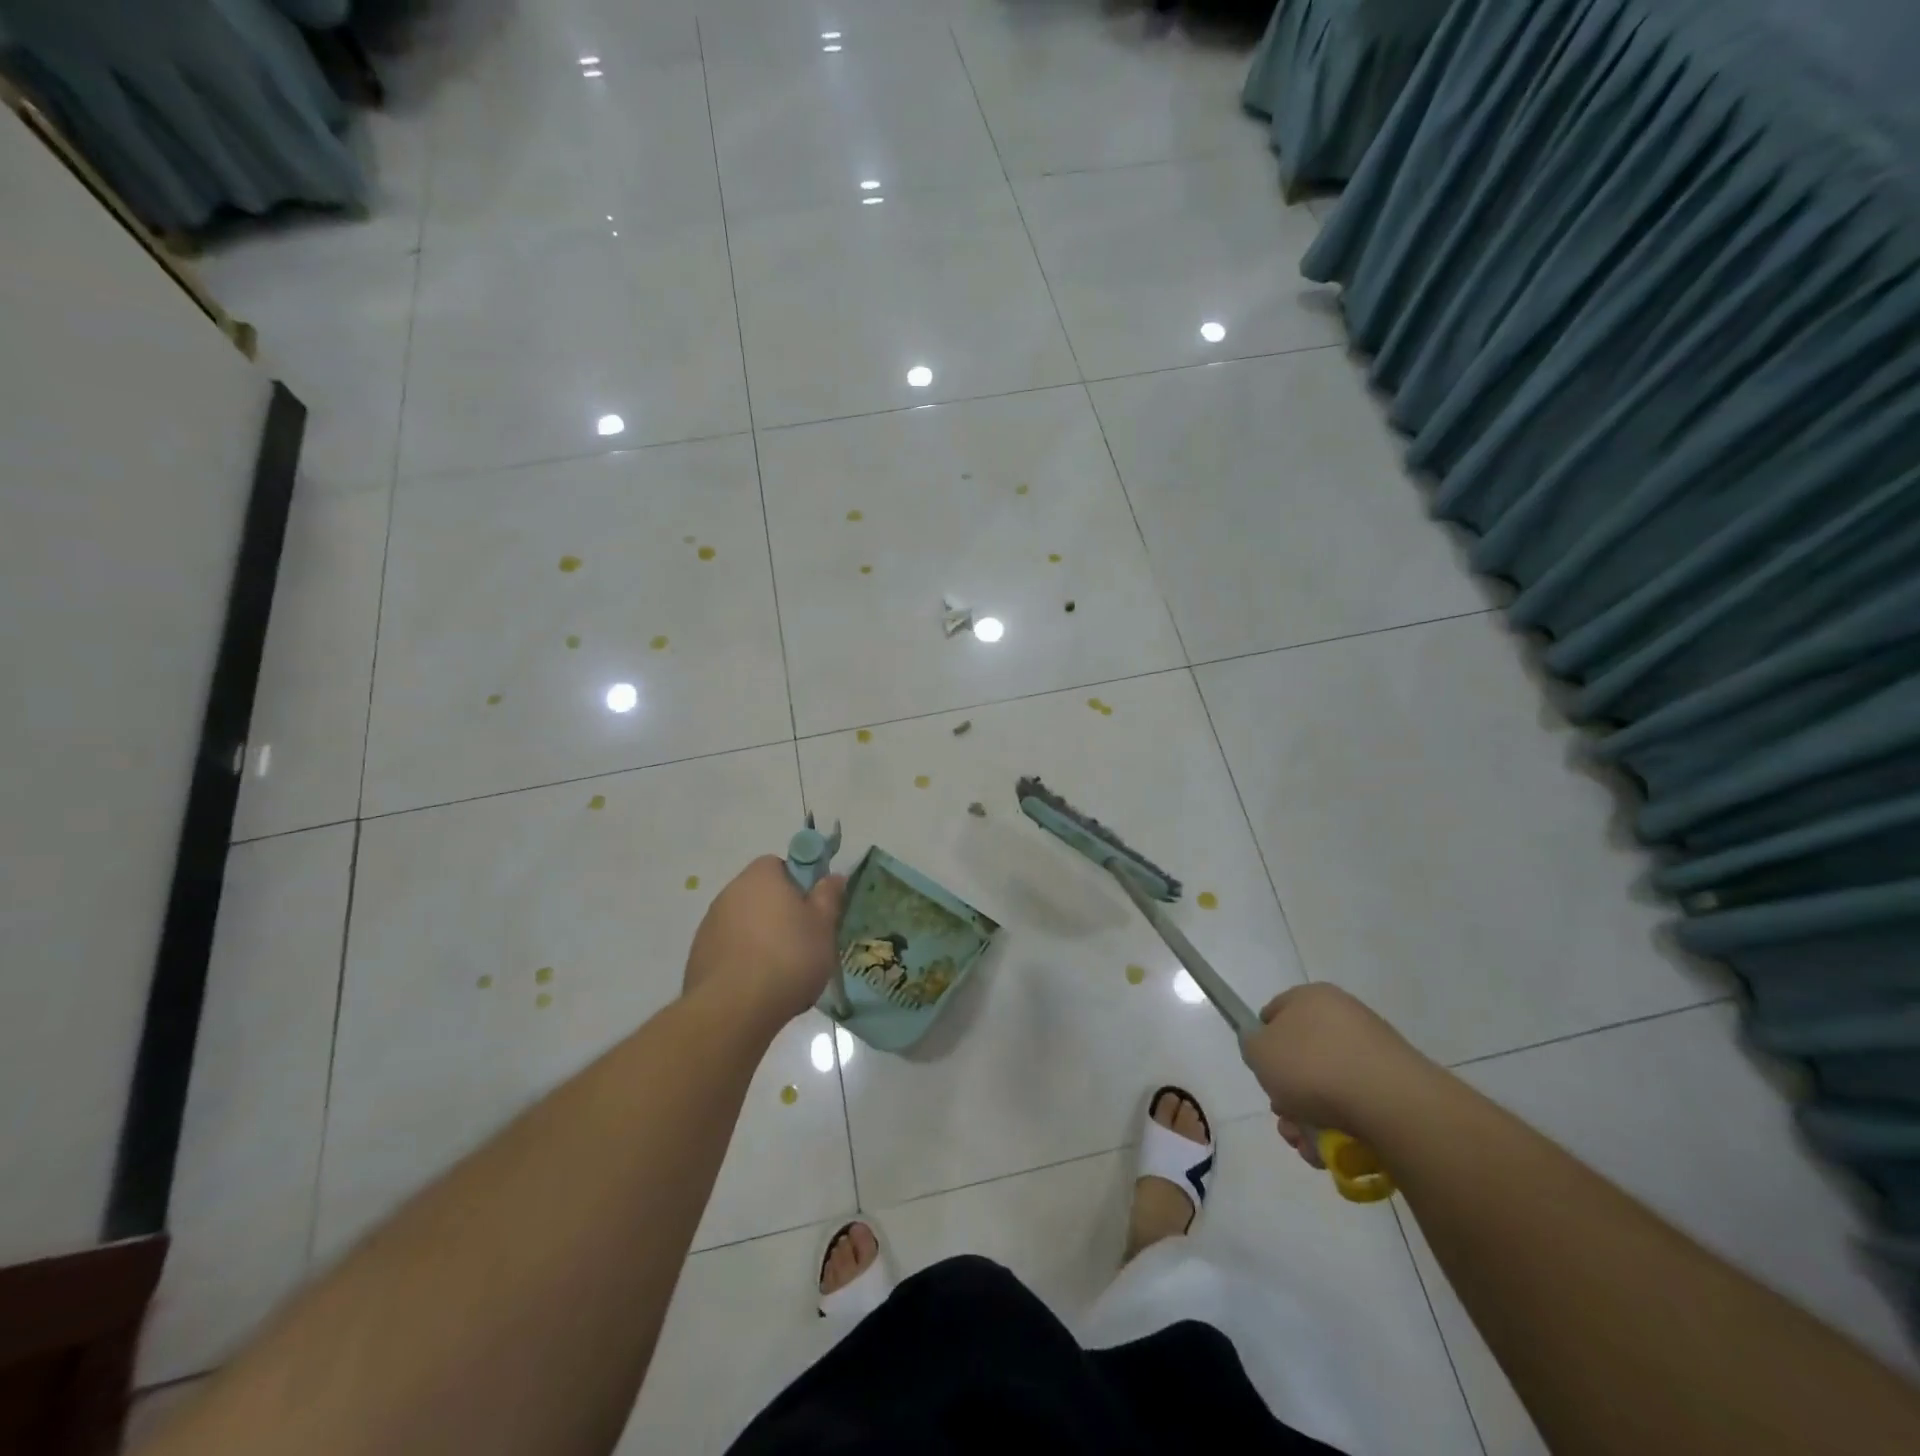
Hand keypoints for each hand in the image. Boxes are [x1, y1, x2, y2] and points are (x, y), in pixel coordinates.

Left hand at [684, 856, 845, 1030]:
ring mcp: (709, 924)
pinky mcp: (698, 955)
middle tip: (802, 940)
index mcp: (761, 876)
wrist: (733, 1009)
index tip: (810, 910)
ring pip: (743, 923)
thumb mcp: (824, 926)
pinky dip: (741, 960)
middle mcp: (730, 892)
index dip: (797, 884)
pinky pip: (728, 949)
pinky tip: (756, 986)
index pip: (779, 865)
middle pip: (760, 894)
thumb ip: (828, 897)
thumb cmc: (788, 958)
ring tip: (780, 970)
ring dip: (759, 937)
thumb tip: (833, 876)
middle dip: (778, 913)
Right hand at [1239, 983, 1425, 1163]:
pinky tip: (1333, 1151)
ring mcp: (1374, 1052)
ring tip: (1308, 1145)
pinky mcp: (1397, 1087)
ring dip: (1309, 1119)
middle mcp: (1344, 1017)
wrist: (1391, 1104)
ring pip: (1327, 1087)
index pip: (1275, 1014)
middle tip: (1286, 1118)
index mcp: (1311, 997)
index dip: (1263, 1044)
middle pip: (1301, 1057)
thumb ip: (1252, 1044)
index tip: (1263, 1074)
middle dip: (1288, 1094)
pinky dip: (1341, 1128)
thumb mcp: (1258, 1050)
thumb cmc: (1313, 1067)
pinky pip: (1357, 1106)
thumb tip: (1266, 1048)